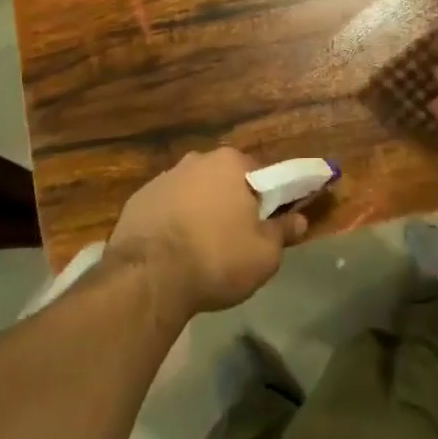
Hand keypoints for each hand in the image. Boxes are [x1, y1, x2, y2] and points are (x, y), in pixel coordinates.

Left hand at [105, 148, 307, 320]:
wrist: (148, 278)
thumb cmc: (216, 259)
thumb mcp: (264, 254)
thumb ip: (283, 232)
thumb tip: (299, 220)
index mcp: (231, 163)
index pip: (262, 173)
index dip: (269, 198)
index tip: (268, 222)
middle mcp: (196, 160)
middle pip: (225, 179)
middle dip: (232, 201)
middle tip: (237, 236)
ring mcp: (163, 178)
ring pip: (194, 191)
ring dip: (201, 210)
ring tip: (202, 247)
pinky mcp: (138, 199)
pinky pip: (167, 207)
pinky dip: (173, 221)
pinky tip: (174, 250)